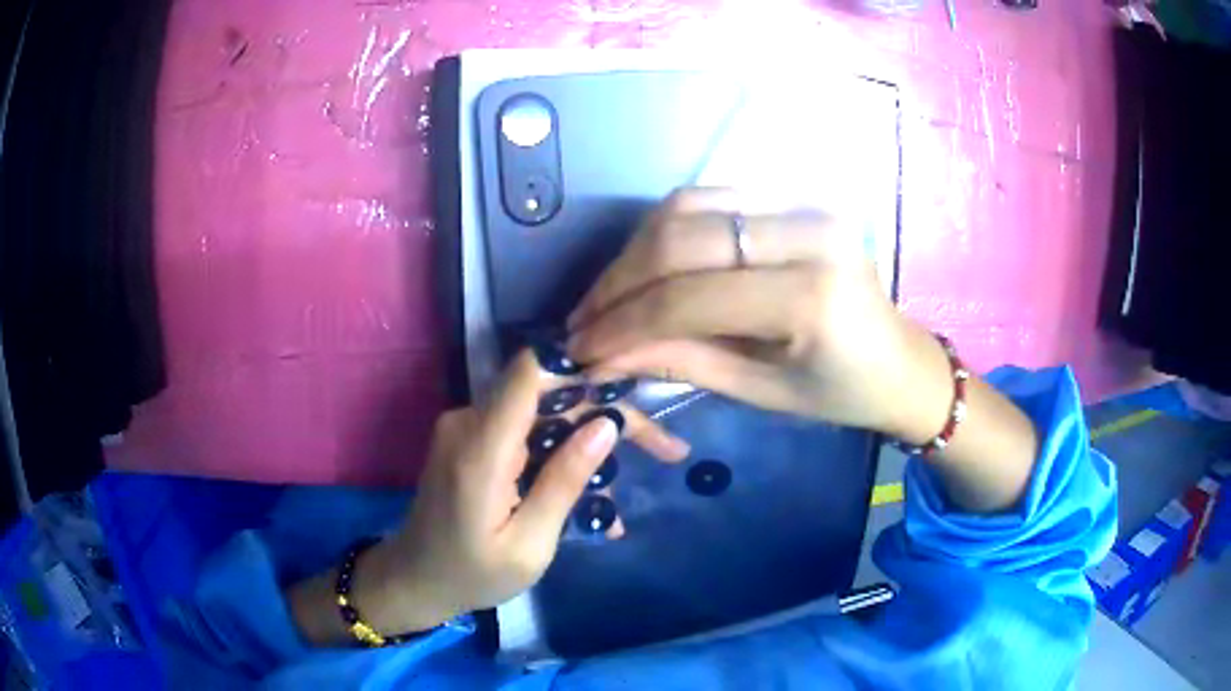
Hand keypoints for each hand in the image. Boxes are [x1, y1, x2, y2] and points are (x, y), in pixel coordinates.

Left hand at [297, 350, 685, 641]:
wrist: (416, 579)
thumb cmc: (472, 574)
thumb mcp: (528, 544)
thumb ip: (563, 482)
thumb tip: (606, 425)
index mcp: (481, 447)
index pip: (530, 371)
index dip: (582, 365)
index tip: (634, 382)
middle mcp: (471, 422)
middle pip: (551, 396)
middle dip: (609, 419)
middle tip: (666, 451)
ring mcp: (469, 428)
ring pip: (545, 417)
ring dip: (590, 445)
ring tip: (624, 495)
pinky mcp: (473, 440)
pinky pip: (527, 435)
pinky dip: (561, 459)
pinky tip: (591, 499)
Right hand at [568, 187, 950, 441]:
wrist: (899, 361)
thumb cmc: (839, 392)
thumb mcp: (760, 391)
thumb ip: (680, 361)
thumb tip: (601, 354)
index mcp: (811, 296)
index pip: (688, 297)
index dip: (623, 322)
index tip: (581, 346)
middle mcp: (808, 233)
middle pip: (680, 238)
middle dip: (619, 282)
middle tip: (585, 319)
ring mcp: (804, 203)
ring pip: (687, 207)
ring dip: (635, 251)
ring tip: (609, 295)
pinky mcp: (797, 195)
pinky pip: (711, 199)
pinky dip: (667, 230)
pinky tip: (647, 265)